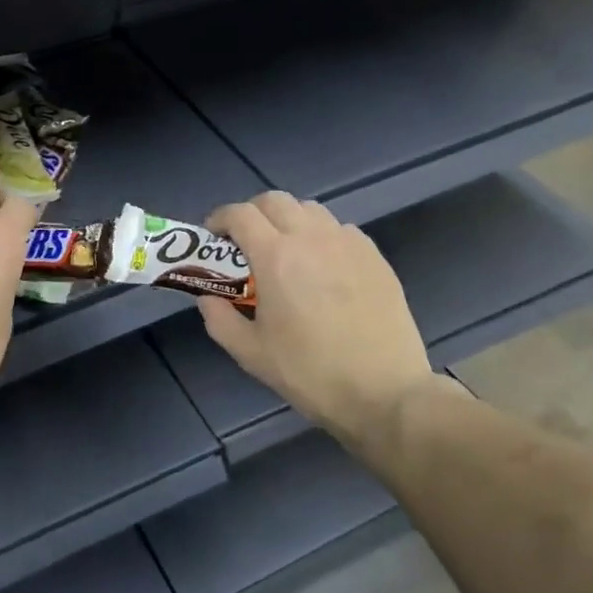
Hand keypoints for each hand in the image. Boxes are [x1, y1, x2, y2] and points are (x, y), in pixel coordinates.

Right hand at [198, 192, 446, 442]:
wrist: (384, 392)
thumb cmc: (310, 373)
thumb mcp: (250, 353)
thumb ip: (219, 318)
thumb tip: (208, 298)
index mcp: (276, 257)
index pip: (240, 214)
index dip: (220, 219)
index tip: (213, 238)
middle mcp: (311, 238)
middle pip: (274, 201)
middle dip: (252, 214)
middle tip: (245, 243)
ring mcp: (348, 243)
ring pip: (310, 210)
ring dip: (288, 221)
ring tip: (285, 252)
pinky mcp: (375, 256)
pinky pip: (340, 229)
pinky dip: (321, 236)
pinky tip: (322, 268)